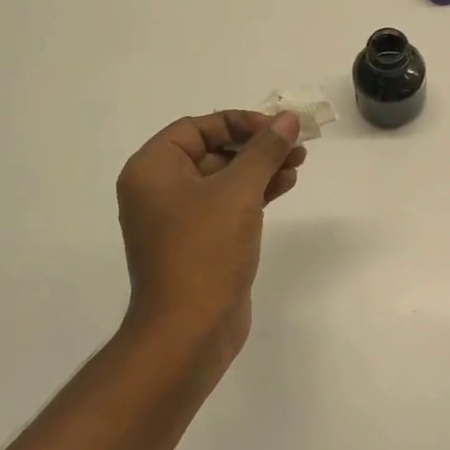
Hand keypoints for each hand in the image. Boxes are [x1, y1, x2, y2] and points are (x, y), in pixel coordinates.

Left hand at [115, 110, 306, 367]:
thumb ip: (264, 150)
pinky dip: (254, 193)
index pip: (197, 127)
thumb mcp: (238, 192)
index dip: (239, 122)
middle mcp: (159, 189)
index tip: (277, 127)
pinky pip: (226, 204)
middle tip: (296, 145)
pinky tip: (285, 185)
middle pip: (212, 150)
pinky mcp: (198, 242)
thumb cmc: (205, 251)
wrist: (189, 331)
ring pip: (223, 178)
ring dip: (260, 168)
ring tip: (298, 163)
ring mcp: (177, 218)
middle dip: (255, 145)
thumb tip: (288, 118)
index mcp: (152, 169)